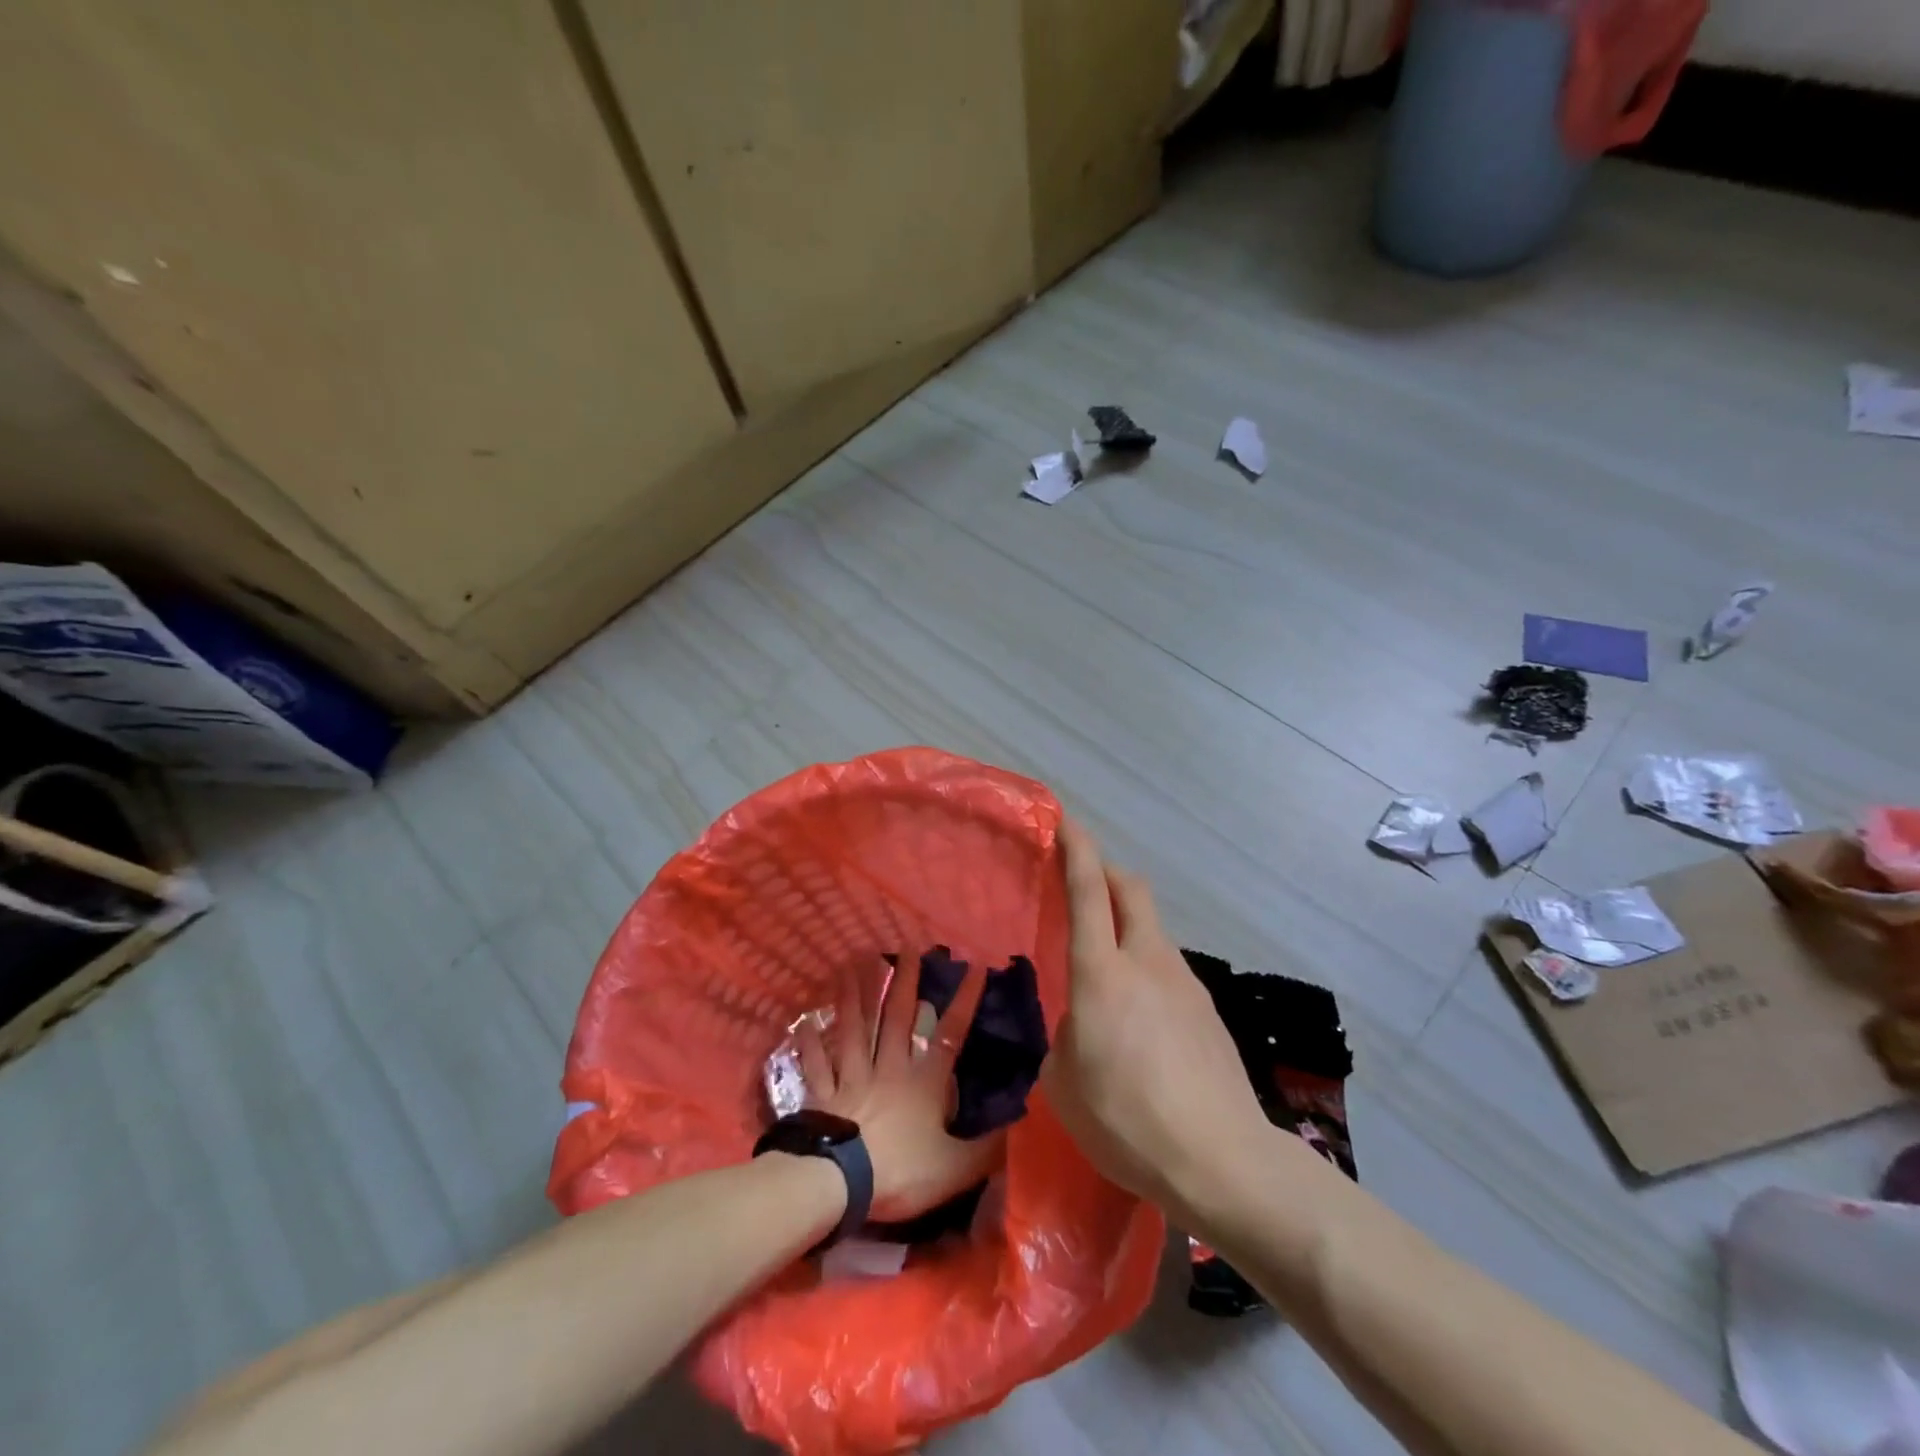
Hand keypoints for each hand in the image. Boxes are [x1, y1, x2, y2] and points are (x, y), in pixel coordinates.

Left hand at [795, 956, 1002, 1222]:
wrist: (838, 1184)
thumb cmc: (900, 1171)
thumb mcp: (955, 1168)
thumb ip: (987, 1149)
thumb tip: (1019, 1126)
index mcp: (924, 1083)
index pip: (951, 1035)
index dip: (965, 1001)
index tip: (975, 968)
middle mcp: (889, 1069)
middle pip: (896, 1018)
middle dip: (904, 982)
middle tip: (906, 948)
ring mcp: (853, 1078)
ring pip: (855, 1029)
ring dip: (854, 996)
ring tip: (851, 964)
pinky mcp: (823, 1095)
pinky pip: (818, 1064)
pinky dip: (811, 1043)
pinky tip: (805, 1021)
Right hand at [1042, 818, 1268, 1222]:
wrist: (1223, 1161)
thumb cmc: (1128, 1120)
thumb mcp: (1065, 1084)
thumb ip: (1067, 1038)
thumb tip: (1083, 1024)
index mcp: (1102, 973)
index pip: (1088, 890)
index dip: (1076, 848)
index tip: (1063, 820)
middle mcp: (1147, 961)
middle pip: (1131, 889)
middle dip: (1106, 869)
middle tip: (1081, 876)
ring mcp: (1184, 983)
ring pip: (1151, 929)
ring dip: (1126, 924)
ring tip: (1105, 968)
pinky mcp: (1207, 1010)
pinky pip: (1168, 968)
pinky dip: (1145, 966)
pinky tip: (1139, 1017)